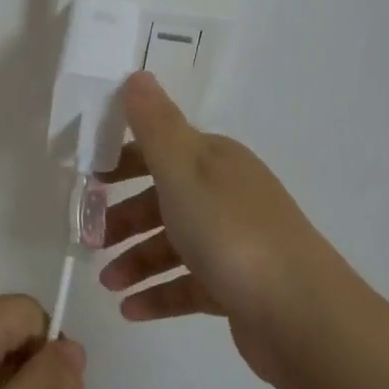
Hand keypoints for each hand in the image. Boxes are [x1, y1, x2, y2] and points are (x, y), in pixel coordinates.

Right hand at [98, 72, 359, 388]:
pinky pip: (188, 285)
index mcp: (215, 162)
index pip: (160, 150)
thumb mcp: (183, 170)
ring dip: (136, 261)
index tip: (87, 181)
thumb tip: (137, 74)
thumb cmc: (231, 232)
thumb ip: (154, 126)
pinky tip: (130, 310)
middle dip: (123, 217)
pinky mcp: (237, 286)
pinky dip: (158, 295)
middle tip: (88, 239)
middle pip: (163, 199)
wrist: (300, 314)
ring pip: (173, 245)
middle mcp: (226, 195)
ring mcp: (234, 243)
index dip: (122, 162)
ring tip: (107, 283)